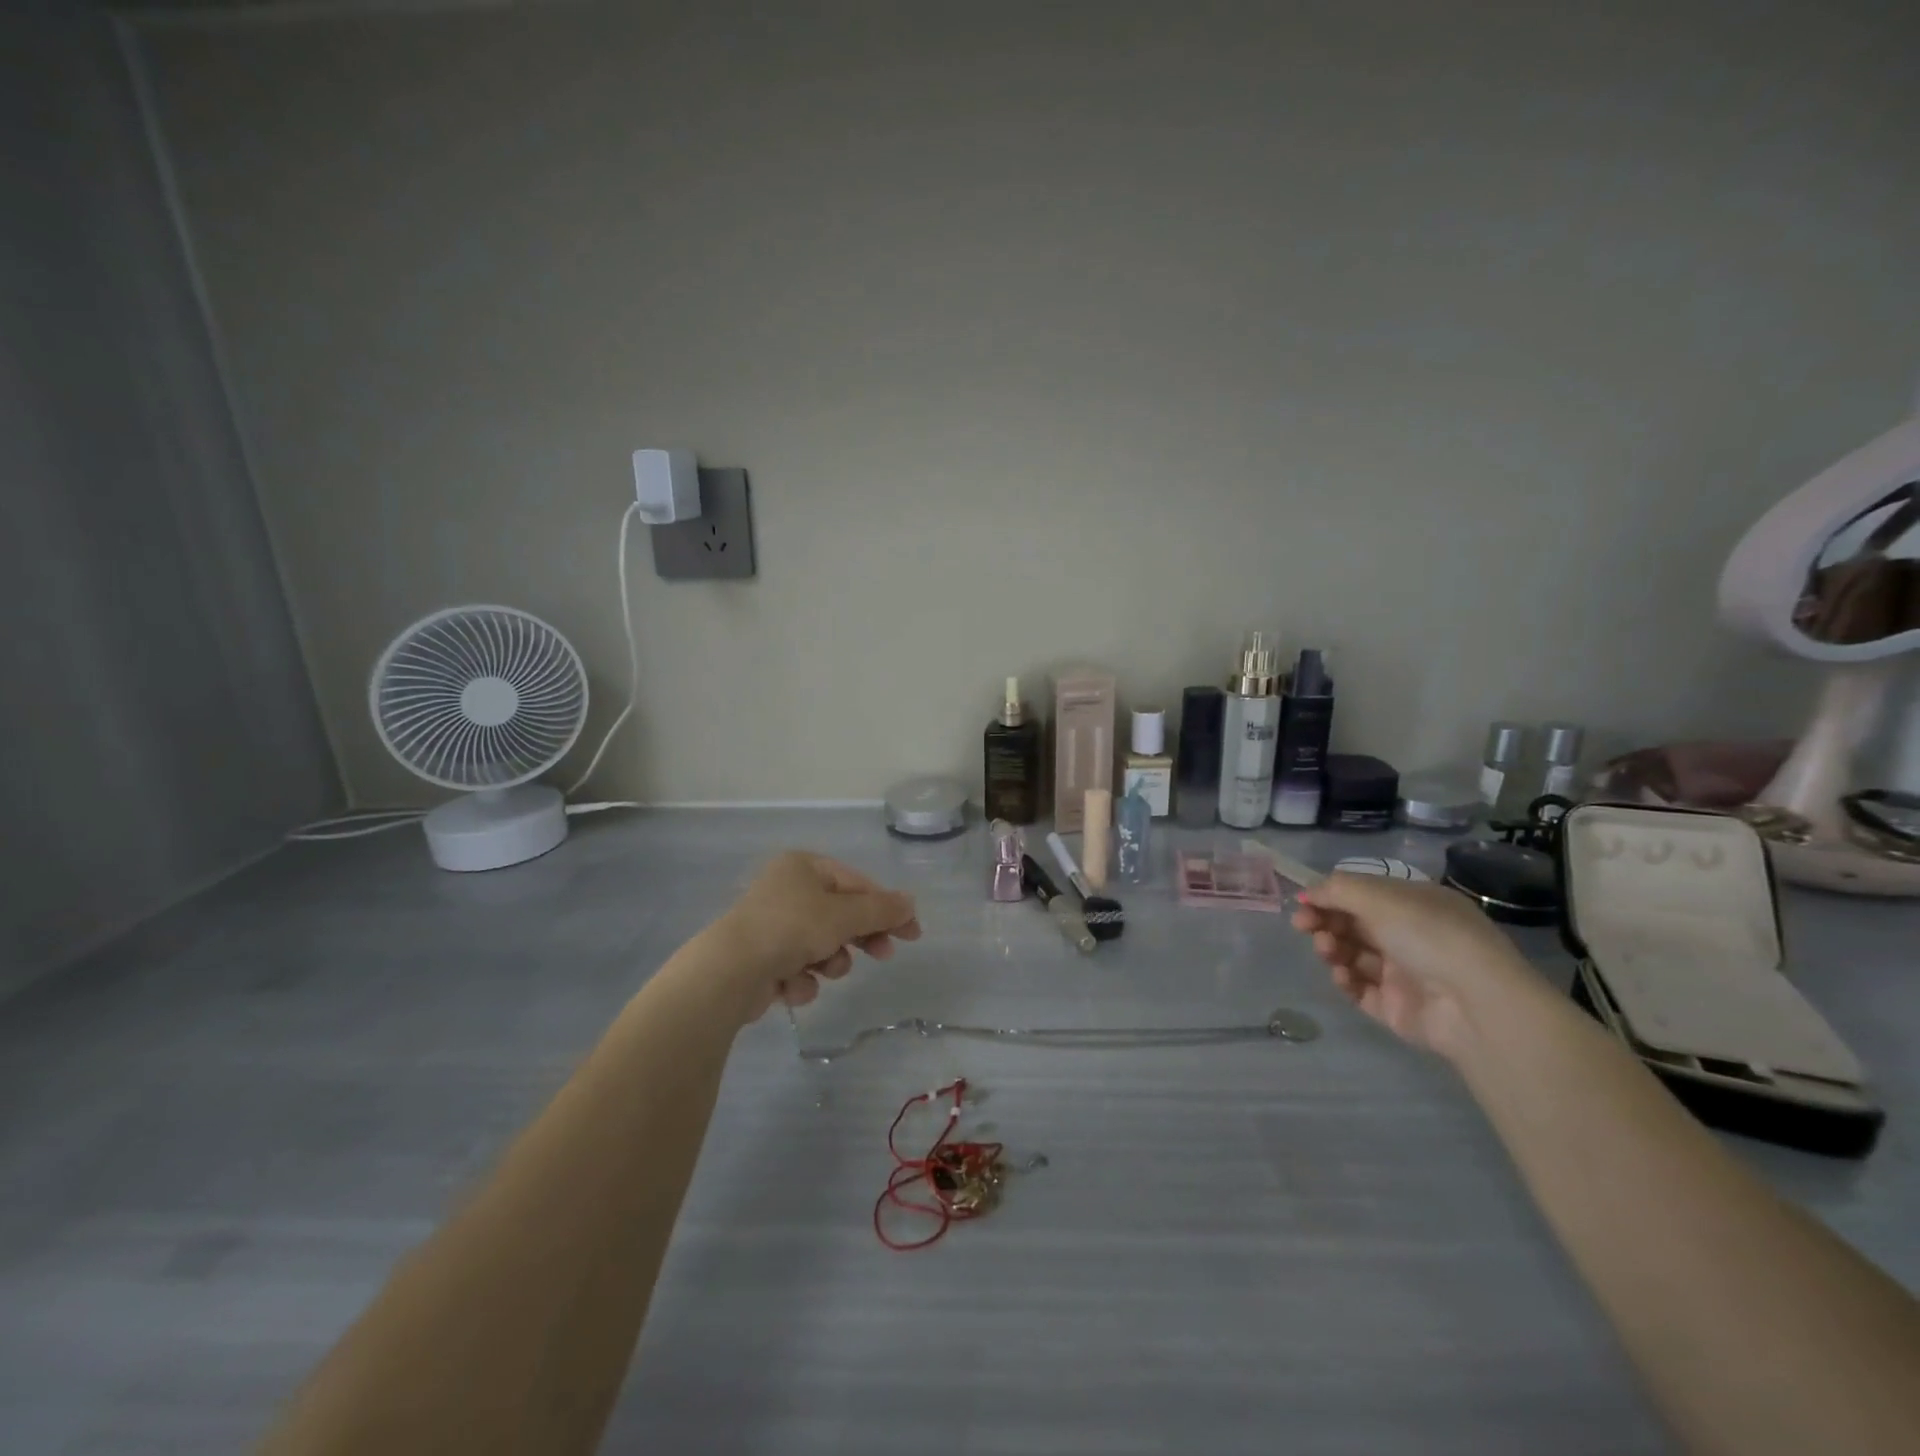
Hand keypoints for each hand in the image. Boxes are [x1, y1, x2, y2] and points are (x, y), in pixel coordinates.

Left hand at [708, 851, 921, 1022]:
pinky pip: (797, 968)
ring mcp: (772, 925)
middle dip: (858, 937)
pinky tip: (791, 985)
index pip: (857, 883)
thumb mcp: (845, 915)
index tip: (911, 933)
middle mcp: (787, 890)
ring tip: (822, 969)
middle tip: (882, 955)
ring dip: (829, 961)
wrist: (730, 972)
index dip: (886, 908)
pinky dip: (801, 979)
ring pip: (822, 945)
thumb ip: (881, 910)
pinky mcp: (761, 959)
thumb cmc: (792, 928)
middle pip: (840, 914)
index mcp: (803, 867)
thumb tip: (910, 903)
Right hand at [1290, 872, 1541, 1057]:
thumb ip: (1336, 890)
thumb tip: (1307, 895)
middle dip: (1325, 922)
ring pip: (1352, 955)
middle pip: (1353, 924)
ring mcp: (1403, 973)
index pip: (1362, 895)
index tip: (1303, 903)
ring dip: (1332, 948)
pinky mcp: (1396, 1007)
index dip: (1330, 897)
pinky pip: (1359, 989)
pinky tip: (1342, 975)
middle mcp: (1410, 935)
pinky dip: (1345, 979)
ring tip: (1328, 952)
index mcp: (1414, 904)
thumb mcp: (1380, 897)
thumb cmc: (1429, 935)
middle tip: (1304, 927)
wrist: (1475, 1004)